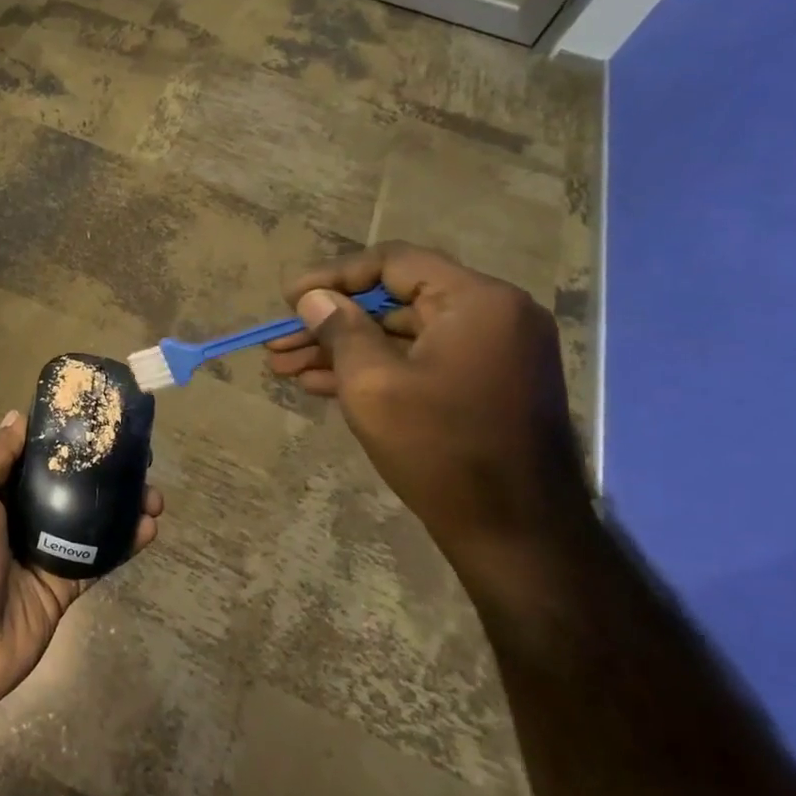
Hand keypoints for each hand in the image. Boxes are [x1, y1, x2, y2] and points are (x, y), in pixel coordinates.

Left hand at [0, 410, 161, 730]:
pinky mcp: (62, 586)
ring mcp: (40, 552)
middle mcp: (12, 516)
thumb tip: (17, 418)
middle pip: (63, 484)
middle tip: (137, 455)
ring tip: (153, 491)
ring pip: (87, 520)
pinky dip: (124, 543)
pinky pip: (98, 558)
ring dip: (120, 504)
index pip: (27, 454)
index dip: (59, 437)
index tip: (95, 418)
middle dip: (98, 469)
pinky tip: (150, 526)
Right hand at [265, 243, 588, 560]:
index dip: (333, 277)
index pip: (393, 262)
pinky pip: (419, 361)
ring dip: (343, 350)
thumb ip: (339, 329)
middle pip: (394, 301)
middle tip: (279, 342)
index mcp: (476, 301)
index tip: (288, 299)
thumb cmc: (440, 448)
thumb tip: (313, 298)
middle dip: (329, 322)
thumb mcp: (372, 383)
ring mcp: (491, 353)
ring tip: (284, 368)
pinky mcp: (483, 385)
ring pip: (400, 336)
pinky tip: (320, 384)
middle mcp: (492, 316)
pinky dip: (374, 369)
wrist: (516, 533)